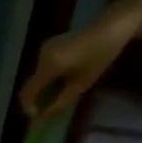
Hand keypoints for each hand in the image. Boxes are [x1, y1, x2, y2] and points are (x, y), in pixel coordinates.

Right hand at [19, 16, 135, 118]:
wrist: (114, 24)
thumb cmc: (100, 55)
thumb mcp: (80, 85)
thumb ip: (58, 104)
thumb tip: (42, 118)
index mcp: (48, 66)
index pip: (26, 94)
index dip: (29, 109)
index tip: (38, 117)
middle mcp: (42, 57)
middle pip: (31, 86)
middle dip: (37, 99)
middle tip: (50, 108)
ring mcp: (46, 49)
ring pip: (37, 78)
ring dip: (44, 89)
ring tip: (58, 95)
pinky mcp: (52, 45)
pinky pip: (43, 68)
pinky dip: (48, 79)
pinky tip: (61, 81)